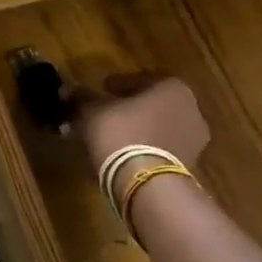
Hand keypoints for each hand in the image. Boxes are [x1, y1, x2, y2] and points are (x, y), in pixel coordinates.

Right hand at [74, 76, 210, 171]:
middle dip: (130, 107)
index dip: (116, 85)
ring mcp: (194, 139)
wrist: (145, 182)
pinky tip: (125, 153)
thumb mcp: (92, 111)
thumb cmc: (121, 133)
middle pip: (152, 103)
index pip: (139, 79)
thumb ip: (81, 97)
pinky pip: (163, 147)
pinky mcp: (191, 164)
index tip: (100, 90)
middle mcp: (191, 108)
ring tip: (113, 136)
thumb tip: (67, 89)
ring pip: (158, 126)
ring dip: (139, 128)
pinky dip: (146, 147)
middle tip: (106, 112)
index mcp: (171, 87)